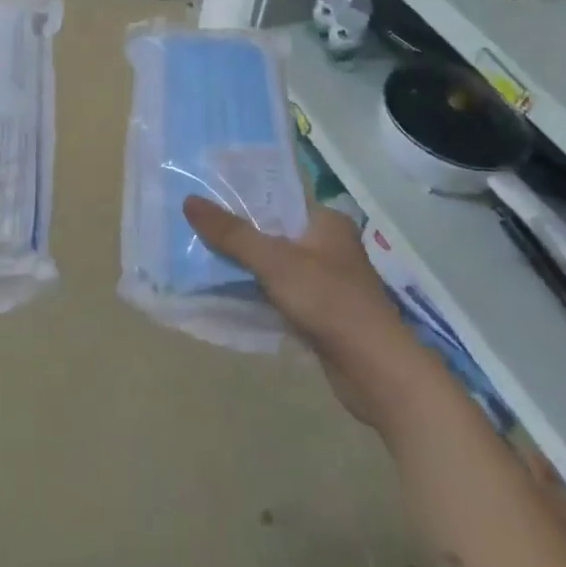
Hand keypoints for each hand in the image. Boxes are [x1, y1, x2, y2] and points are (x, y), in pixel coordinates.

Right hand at [184, 199, 420, 427]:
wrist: (376, 372)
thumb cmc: (329, 301)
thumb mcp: (274, 261)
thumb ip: (232, 234)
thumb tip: (188, 201)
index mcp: (326, 221)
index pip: (278, 197)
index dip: (243, 196)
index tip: (206, 195)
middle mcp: (329, 245)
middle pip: (274, 230)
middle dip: (239, 232)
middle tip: (196, 226)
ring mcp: (327, 281)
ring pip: (276, 264)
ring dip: (246, 264)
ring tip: (203, 256)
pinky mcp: (322, 313)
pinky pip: (281, 292)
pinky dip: (258, 292)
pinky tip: (228, 292)